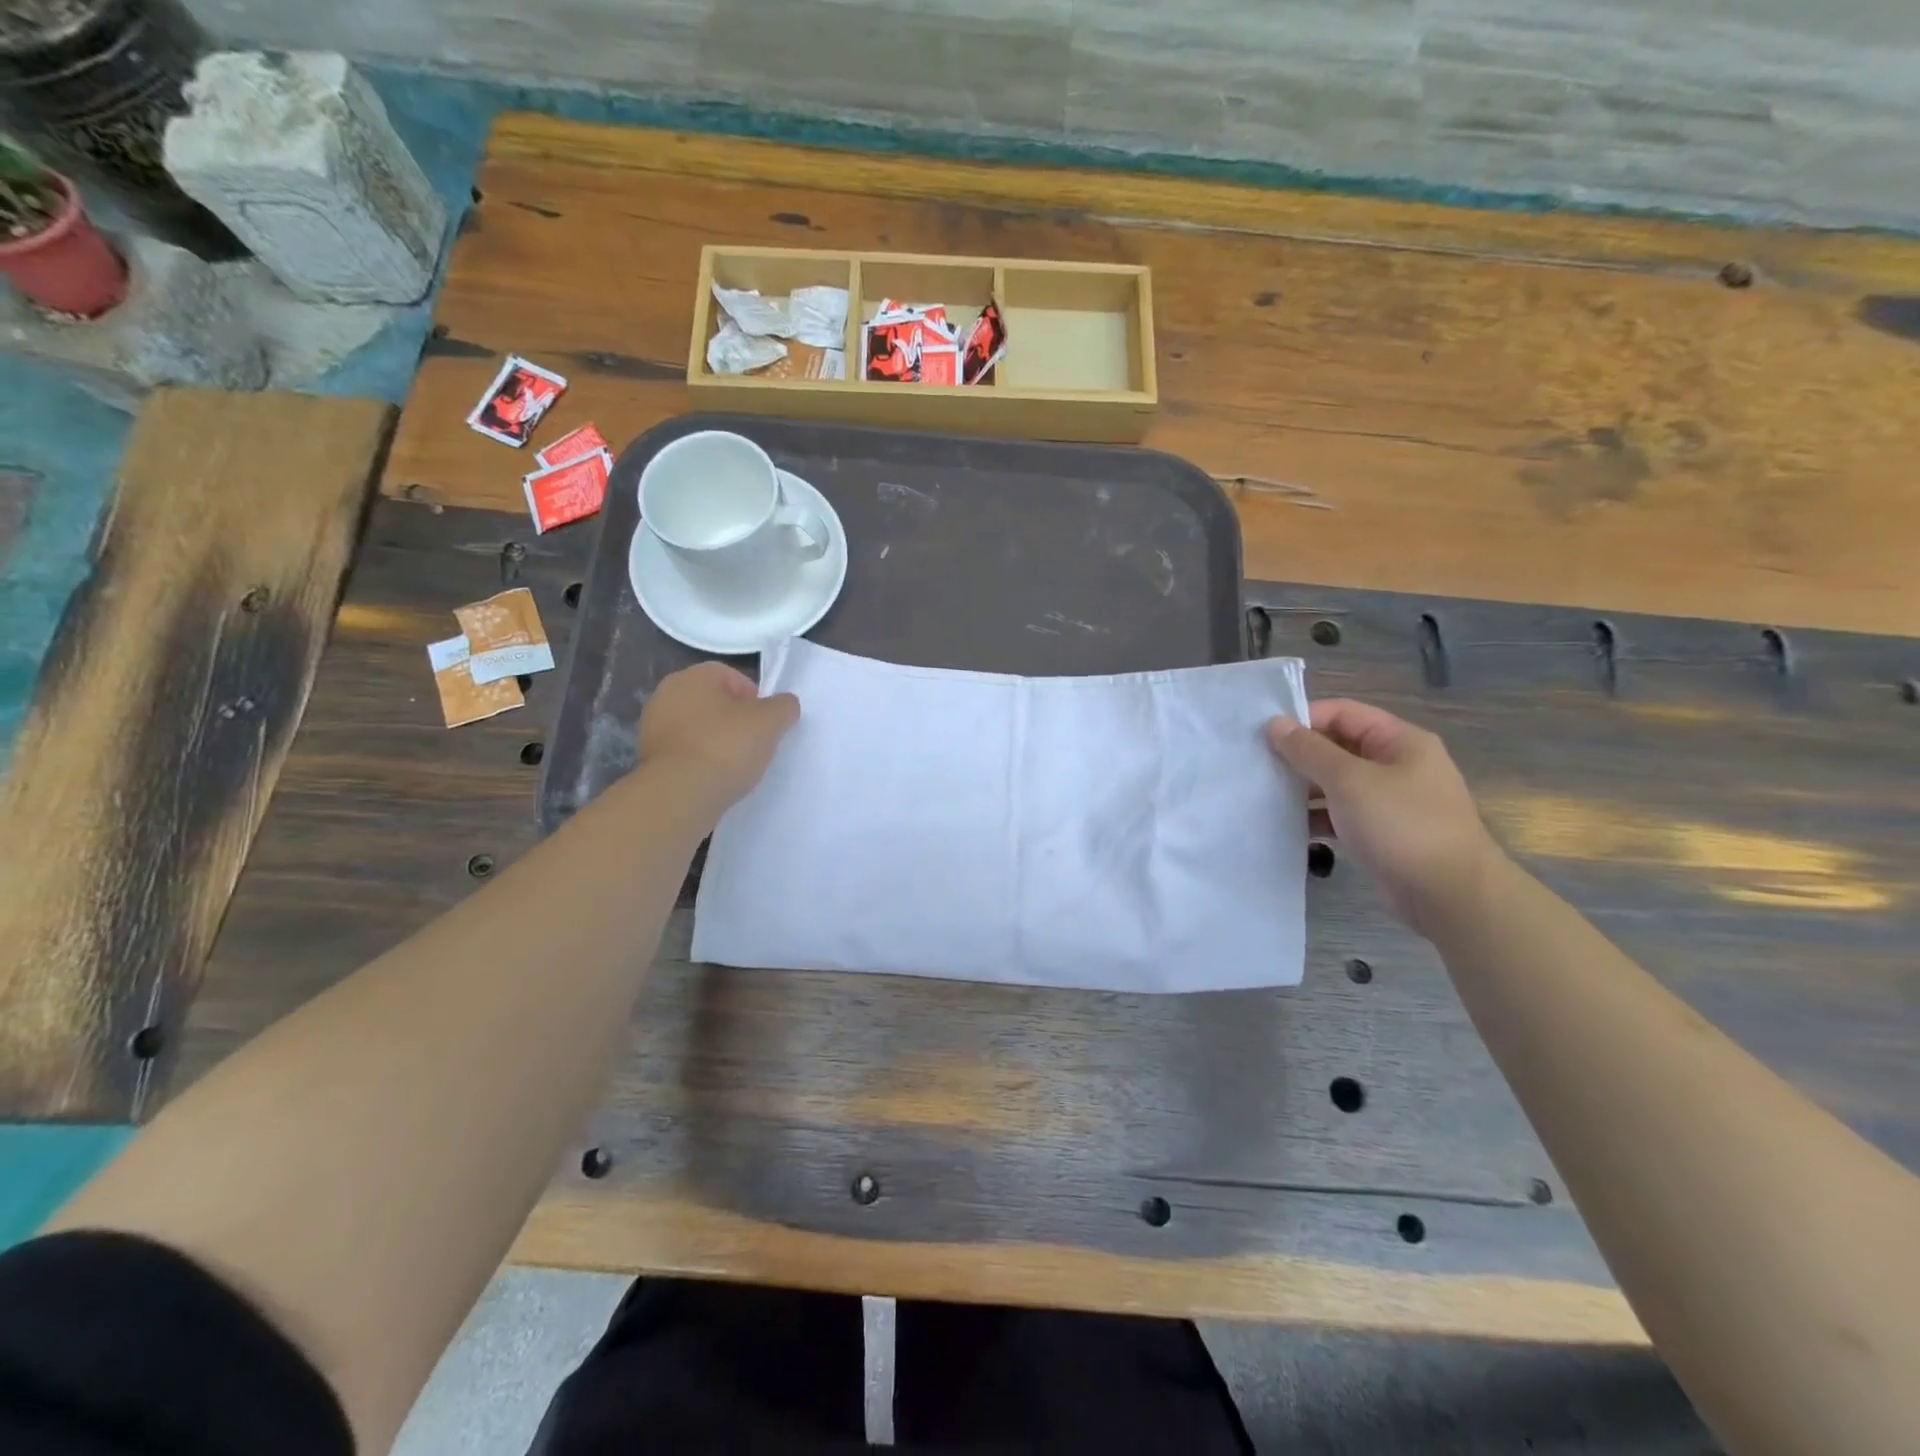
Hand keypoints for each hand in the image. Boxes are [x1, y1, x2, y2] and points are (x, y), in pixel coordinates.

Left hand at [638, 662, 798, 809]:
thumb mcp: (771, 721)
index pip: (732, 676)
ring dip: (717, 741)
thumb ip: (784, 706)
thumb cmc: (726, 746)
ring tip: (737, 765)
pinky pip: (685, 753)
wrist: (680, 794)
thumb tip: (785, 704)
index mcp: (693, 676)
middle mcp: (667, 695)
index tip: (767, 723)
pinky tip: (715, 779)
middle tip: (755, 743)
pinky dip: (701, 761)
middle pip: (714, 702)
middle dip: (736, 720)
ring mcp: (653, 727)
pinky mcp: (649, 759)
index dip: (755, 698)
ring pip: (698, 728)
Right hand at [1266, 699, 1502, 934]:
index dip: (1303, 719)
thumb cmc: (1400, 825)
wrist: (1450, 895)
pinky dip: (1318, 818)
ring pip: (1337, 783)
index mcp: (1399, 741)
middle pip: (1338, 747)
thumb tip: (1274, 723)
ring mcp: (1392, 800)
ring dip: (1304, 789)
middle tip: (1258, 766)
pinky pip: (1342, 814)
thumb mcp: (1348, 780)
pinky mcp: (1383, 832)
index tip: (1263, 736)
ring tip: (1266, 797)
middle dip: (1299, 756)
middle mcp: (1397, 764)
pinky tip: (1289, 828)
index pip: (1342, 713)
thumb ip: (1308, 750)